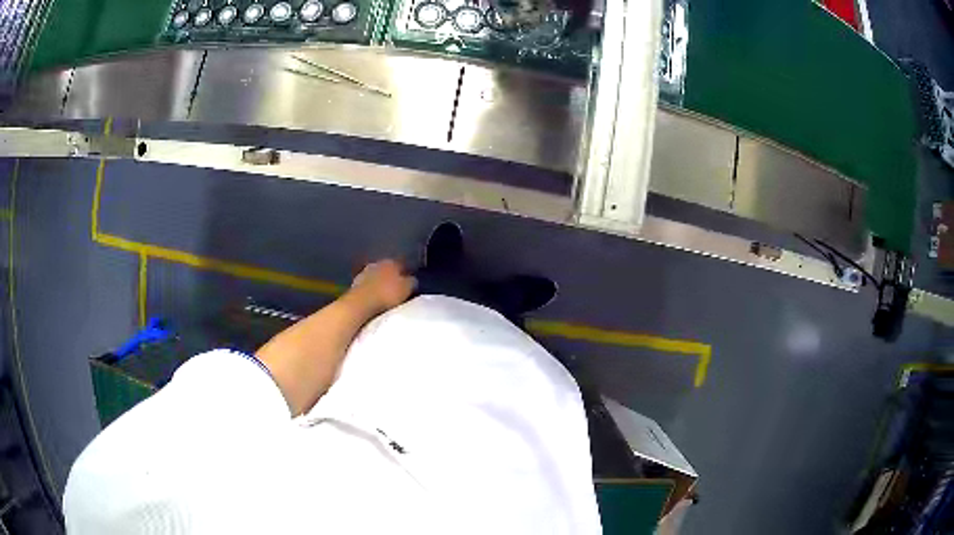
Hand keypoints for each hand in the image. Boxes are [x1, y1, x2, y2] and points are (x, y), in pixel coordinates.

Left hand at [349, 259, 415, 313]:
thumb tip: (412, 279)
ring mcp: (363, 273)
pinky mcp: (354, 284)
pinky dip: (370, 290)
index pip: (401, 265)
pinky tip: (373, 298)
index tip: (408, 283)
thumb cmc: (387, 294)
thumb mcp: (406, 289)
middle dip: (391, 277)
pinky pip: (367, 286)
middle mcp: (377, 263)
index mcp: (391, 262)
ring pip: (375, 276)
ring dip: (379, 283)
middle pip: (386, 269)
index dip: (405, 273)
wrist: (360, 303)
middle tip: (396, 289)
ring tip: (384, 295)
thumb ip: (411, 282)